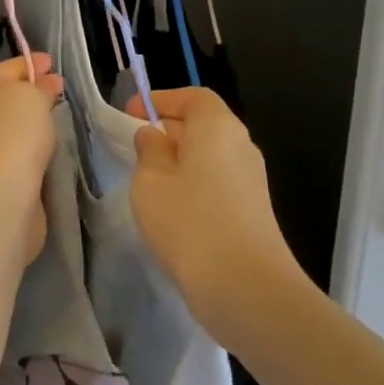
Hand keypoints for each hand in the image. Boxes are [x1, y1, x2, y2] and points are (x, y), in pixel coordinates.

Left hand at [0, 53, 64, 266]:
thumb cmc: (9, 136)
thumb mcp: (28, 95)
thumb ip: (38, 86)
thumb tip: (43, 88)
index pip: (1, 69)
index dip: (28, 64)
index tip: (53, 62)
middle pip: (4, 98)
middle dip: (32, 92)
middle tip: (60, 89)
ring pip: (12, 127)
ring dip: (33, 122)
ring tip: (59, 114)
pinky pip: (19, 153)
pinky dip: (34, 147)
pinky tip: (52, 146)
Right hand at [125, 88, 306, 350]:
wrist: (245, 287)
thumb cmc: (189, 222)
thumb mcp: (151, 181)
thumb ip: (148, 152)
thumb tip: (154, 137)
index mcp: (218, 127)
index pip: (193, 97)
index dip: (162, 99)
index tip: (131, 113)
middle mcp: (241, 146)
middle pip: (203, 126)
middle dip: (168, 131)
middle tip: (134, 148)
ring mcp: (251, 181)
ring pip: (209, 158)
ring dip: (179, 163)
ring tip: (147, 182)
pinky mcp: (252, 212)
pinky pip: (216, 185)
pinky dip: (192, 187)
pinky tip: (171, 212)